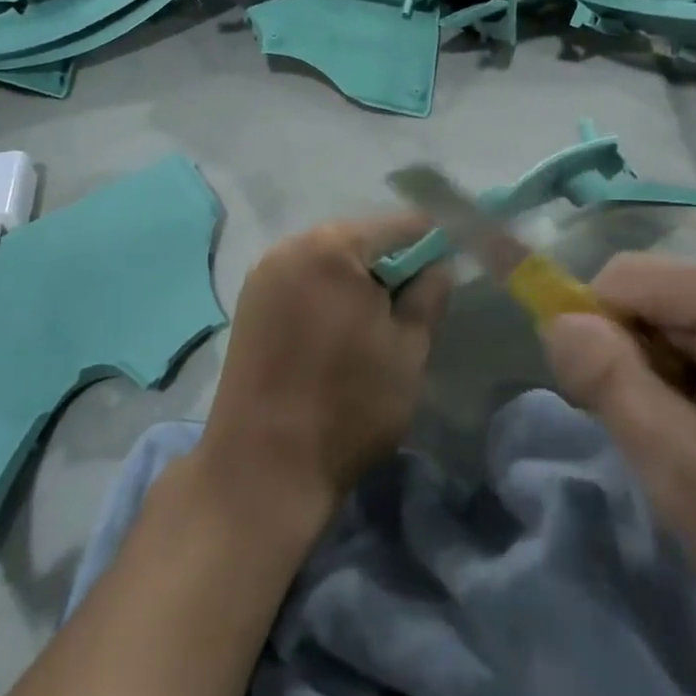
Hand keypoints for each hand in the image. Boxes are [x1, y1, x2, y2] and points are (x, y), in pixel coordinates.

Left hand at [199, 217, 450, 514]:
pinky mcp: (248, 304)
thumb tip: (437, 265)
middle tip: (412, 307)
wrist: (261, 469)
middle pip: (359, 239)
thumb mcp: (408, 349)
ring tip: (375, 326)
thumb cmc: (348, 405)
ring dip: (357, 282)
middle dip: (390, 265)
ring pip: (329, 261)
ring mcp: (263, 274)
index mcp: (332, 246)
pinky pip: (302, 281)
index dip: (432, 246)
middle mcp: (290, 245)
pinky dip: (327, 295)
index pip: (400, 226)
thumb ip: (429, 295)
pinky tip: (338, 334)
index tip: (447, 275)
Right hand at [541, 255, 695, 676]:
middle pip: (666, 293)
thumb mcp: (679, 470)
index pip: (633, 277)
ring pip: (691, 313)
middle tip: (664, 438)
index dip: (599, 331)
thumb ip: (608, 381)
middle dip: (642, 356)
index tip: (608, 404)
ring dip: (672, 370)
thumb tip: (557, 320)